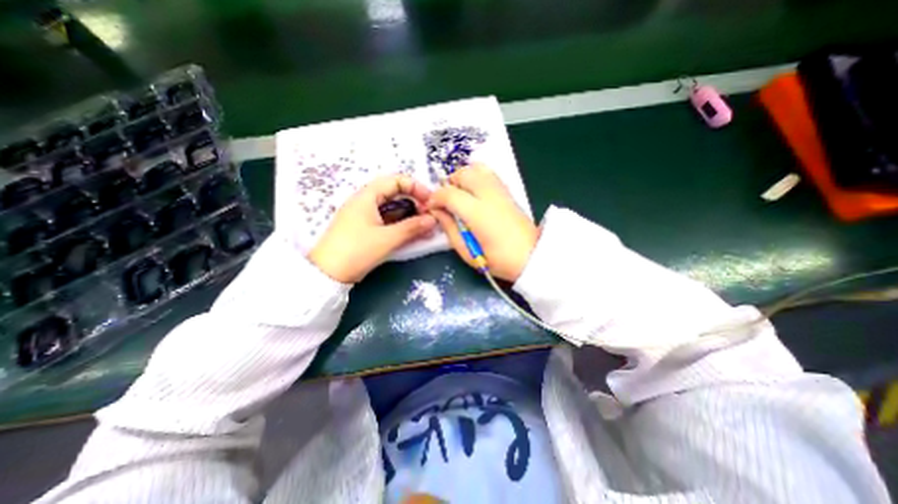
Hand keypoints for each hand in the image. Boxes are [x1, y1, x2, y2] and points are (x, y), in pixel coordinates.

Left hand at [309, 175, 433, 281]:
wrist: (327, 274)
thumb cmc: (356, 251)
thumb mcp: (387, 239)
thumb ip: (412, 227)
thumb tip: (433, 219)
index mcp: (367, 196)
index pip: (396, 181)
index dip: (415, 187)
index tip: (430, 201)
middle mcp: (366, 202)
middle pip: (395, 194)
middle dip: (415, 203)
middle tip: (429, 216)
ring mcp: (365, 216)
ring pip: (392, 209)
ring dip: (410, 215)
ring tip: (425, 227)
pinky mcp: (365, 229)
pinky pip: (388, 221)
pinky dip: (401, 225)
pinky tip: (413, 234)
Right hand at [430, 166, 539, 283]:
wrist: (531, 257)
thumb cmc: (498, 260)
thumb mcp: (467, 252)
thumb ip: (449, 229)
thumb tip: (438, 212)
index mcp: (477, 213)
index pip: (449, 194)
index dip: (436, 198)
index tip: (432, 208)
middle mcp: (489, 196)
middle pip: (463, 174)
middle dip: (449, 183)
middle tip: (446, 200)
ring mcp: (500, 191)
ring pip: (477, 168)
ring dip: (463, 177)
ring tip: (460, 194)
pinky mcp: (508, 192)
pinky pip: (489, 173)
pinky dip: (476, 176)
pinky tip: (474, 191)